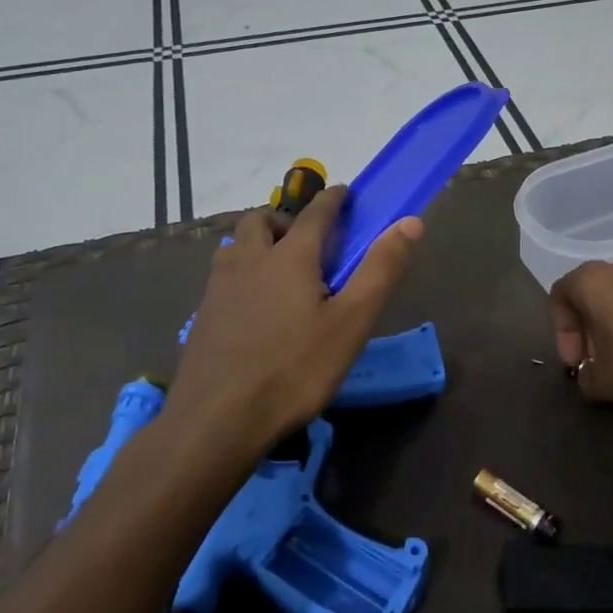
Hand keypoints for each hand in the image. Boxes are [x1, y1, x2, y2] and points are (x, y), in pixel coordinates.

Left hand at [167, 186, 422, 454]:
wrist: (215, 420)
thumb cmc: (294, 370)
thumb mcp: (351, 324)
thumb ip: (381, 270)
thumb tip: (410, 222)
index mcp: (290, 257)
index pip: (316, 212)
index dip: (334, 199)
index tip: (345, 193)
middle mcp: (250, 259)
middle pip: (262, 219)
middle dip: (287, 219)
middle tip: (308, 241)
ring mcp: (219, 287)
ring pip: (236, 245)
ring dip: (259, 243)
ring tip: (280, 271)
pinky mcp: (203, 315)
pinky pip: (224, 275)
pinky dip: (243, 273)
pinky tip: (254, 308)